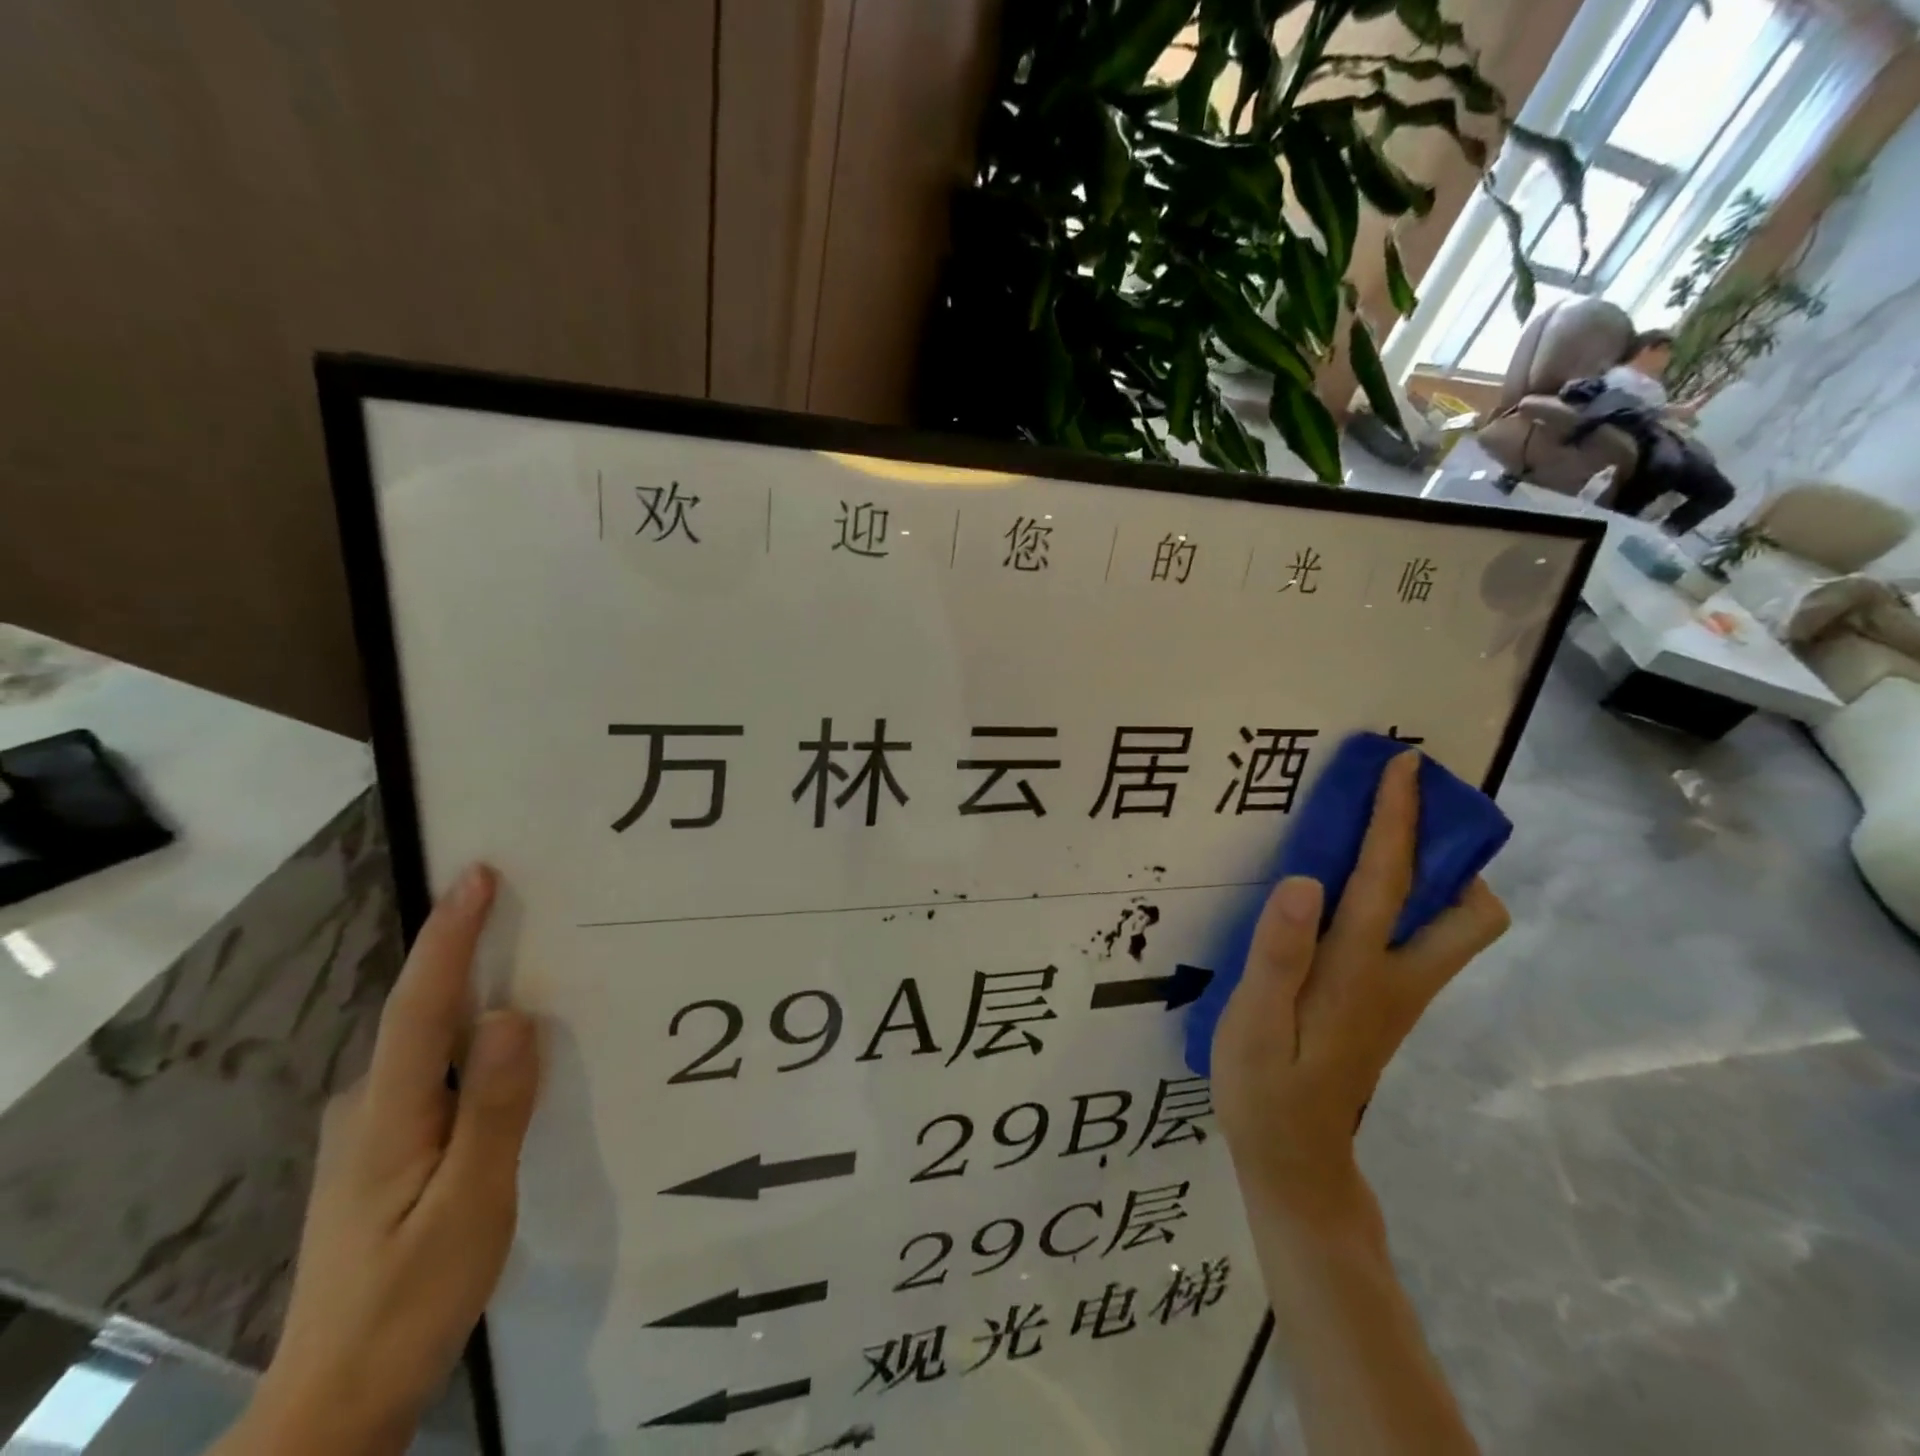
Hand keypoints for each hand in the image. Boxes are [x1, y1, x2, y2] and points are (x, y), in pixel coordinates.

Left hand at [221, 865, 539, 1455]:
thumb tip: (511, 1013)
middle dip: (466, 950)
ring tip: (528, 962)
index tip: (478, 875)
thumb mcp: (469, 1205)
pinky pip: (435, 1071)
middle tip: (523, 903)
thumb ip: (492, 1107)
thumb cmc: (411, 1297)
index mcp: (388, 1113)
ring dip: (472, 994)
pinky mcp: (387, 1150)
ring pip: (430, 1043)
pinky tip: (503, 1048)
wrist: (338, 1397)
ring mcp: (372, 1131)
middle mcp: (369, 1107)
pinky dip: (469, 1039)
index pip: (421, 1004)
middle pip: (422, 1012)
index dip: (450, 936)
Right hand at [1211, 752, 1507, 1229]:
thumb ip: (1277, 954)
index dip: (1398, 817)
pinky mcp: (1390, 1006)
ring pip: (1454, 928)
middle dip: (1455, 854)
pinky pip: (1420, 939)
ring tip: (1378, 844)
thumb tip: (1305, 881)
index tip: (1404, 765)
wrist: (1295, 1157)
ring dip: (1436, 876)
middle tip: (1402, 815)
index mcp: (1360, 973)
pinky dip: (1410, 902)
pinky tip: (1355, 896)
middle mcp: (1399, 979)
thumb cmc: (1265, 1086)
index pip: (1388, 879)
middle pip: (1471, 913)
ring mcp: (1402, 996)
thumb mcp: (1252, 1022)